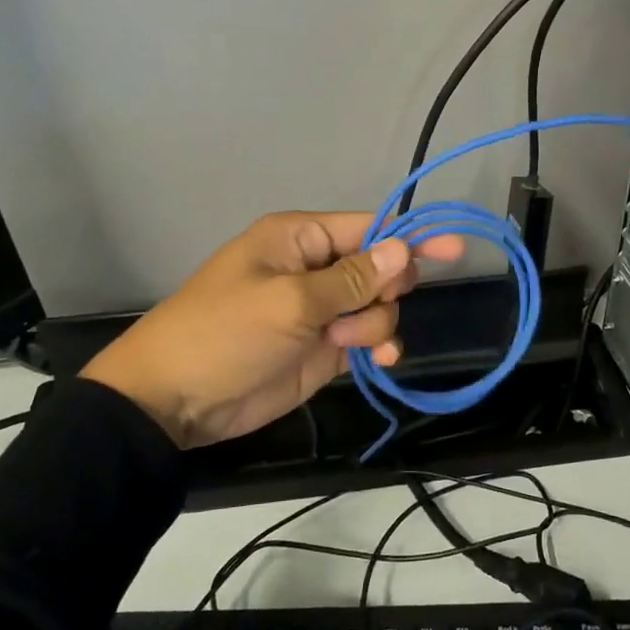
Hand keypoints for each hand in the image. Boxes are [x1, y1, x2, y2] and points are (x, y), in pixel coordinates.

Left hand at [81, 212, 462, 447]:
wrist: (175, 401)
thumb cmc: (225, 334)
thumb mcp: (288, 302)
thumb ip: (350, 279)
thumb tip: (403, 249)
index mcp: (299, 240)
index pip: (367, 228)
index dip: (410, 237)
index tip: (454, 248)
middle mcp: (314, 269)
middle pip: (379, 267)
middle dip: (385, 287)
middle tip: (365, 308)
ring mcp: (320, 311)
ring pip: (378, 305)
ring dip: (375, 323)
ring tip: (344, 343)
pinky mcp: (323, 349)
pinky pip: (368, 338)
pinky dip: (379, 345)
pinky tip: (380, 359)